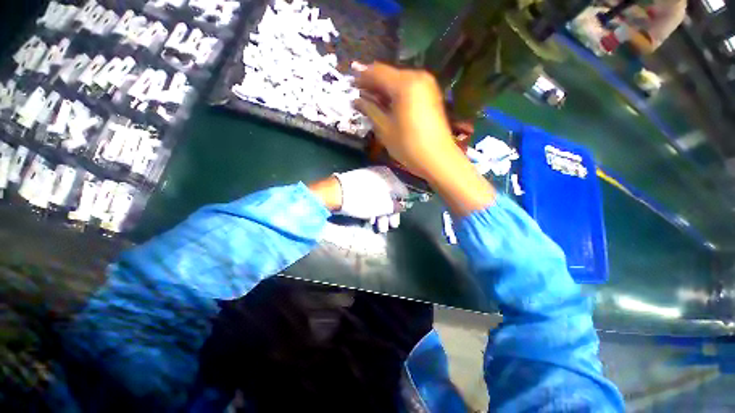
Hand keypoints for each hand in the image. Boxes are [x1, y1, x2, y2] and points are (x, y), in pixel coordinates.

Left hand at [308, 167, 407, 232]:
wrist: (335, 193)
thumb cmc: (363, 200)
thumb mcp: (382, 206)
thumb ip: (395, 207)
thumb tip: (402, 206)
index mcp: (389, 177)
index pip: (403, 192)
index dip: (403, 205)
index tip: (400, 216)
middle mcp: (381, 176)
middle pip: (390, 196)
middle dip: (390, 214)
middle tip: (390, 226)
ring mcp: (369, 179)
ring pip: (380, 198)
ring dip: (381, 214)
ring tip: (379, 228)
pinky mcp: (359, 185)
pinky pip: (370, 196)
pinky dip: (372, 208)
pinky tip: (369, 219)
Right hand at [352, 62, 495, 216]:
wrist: (438, 159)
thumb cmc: (409, 146)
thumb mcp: (385, 129)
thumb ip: (370, 109)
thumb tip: (357, 99)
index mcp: (404, 84)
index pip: (377, 72)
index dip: (361, 78)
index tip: (350, 86)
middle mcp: (417, 77)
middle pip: (389, 74)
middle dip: (373, 83)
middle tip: (360, 95)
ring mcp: (427, 85)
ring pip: (399, 80)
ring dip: (384, 89)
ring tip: (372, 101)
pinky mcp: (431, 94)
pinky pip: (409, 87)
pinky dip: (396, 93)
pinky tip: (388, 104)